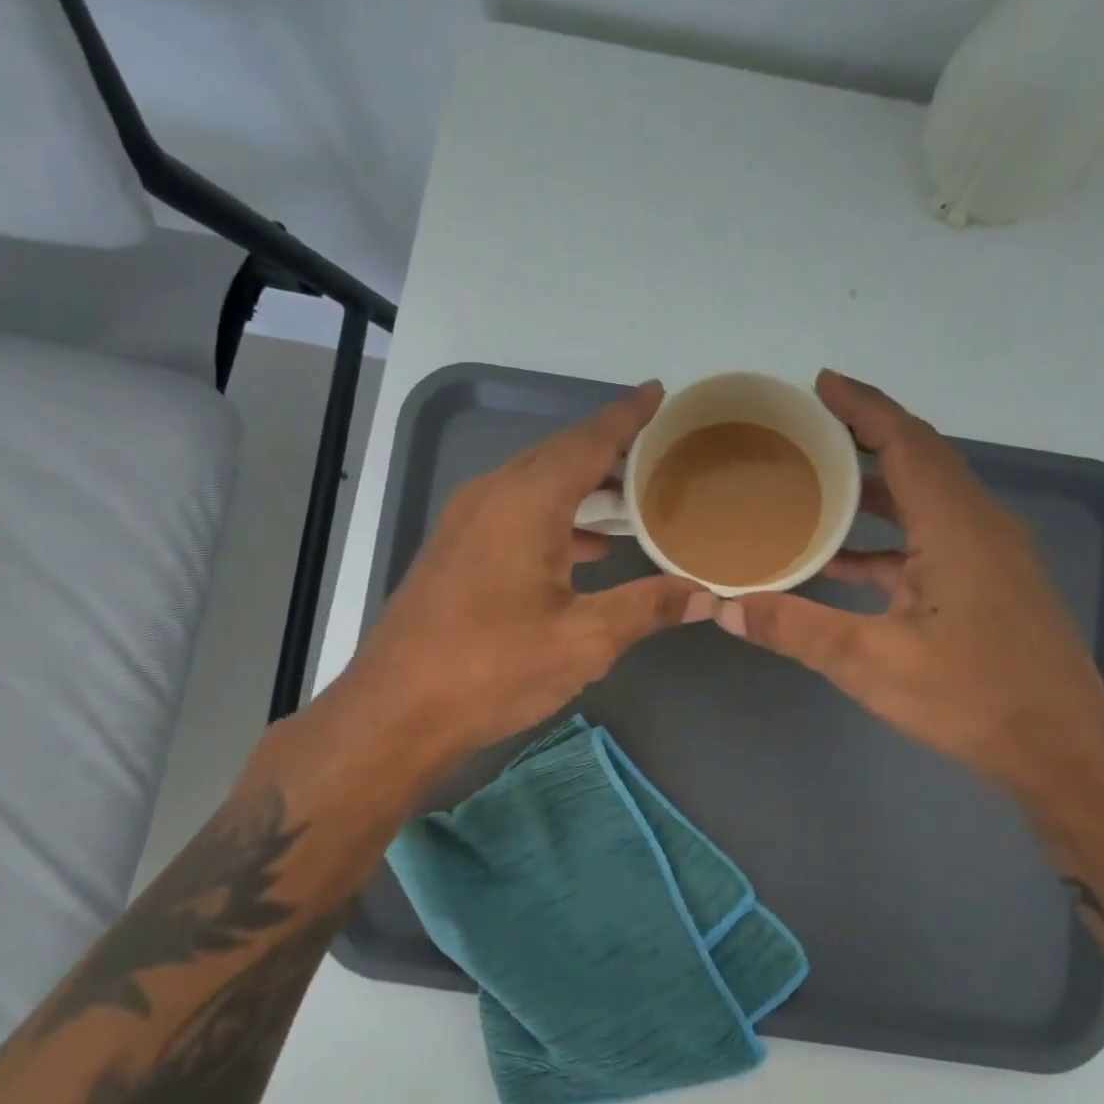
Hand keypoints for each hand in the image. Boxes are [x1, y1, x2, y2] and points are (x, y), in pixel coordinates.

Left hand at [352, 381, 712, 756]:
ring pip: (533, 484)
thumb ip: (646, 609)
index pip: (588, 441)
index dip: (627, 417)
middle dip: (607, 450)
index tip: (659, 393)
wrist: (397, 710)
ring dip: (580, 488)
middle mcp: (491, 496)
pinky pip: (512, 513)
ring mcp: (464, 523)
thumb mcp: (582, 641)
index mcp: (525, 502)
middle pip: (558, 455)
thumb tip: (707, 595)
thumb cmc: (492, 669)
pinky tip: (580, 551)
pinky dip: (553, 518)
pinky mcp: (453, 551)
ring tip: (629, 501)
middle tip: (656, 453)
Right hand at [718, 370, 1103, 797]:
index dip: (864, 407)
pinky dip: (887, 538)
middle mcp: (980, 527)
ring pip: (925, 502)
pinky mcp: (989, 586)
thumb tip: (724, 606)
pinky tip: (843, 560)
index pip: (908, 441)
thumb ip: (795, 629)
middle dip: (864, 438)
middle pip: (919, 460)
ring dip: (873, 489)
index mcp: (958, 527)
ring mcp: (990, 558)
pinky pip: (930, 540)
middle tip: (805, 431)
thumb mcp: (871, 663)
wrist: (1061, 752)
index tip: (819, 384)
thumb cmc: (972, 699)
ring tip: (813, 485)